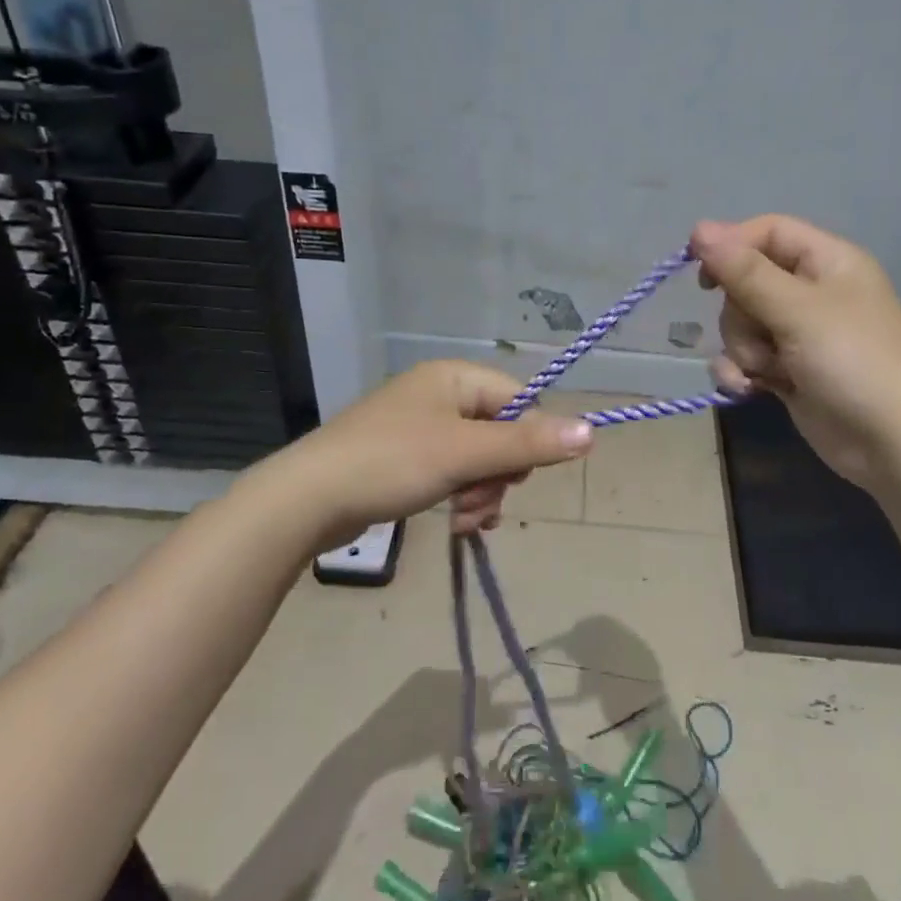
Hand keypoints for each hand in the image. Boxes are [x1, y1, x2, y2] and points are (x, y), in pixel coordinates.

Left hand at [272, 360, 593, 549]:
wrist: (307, 499)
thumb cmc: (391, 463)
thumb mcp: (465, 453)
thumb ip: (529, 443)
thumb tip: (592, 431)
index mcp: (455, 377)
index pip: (520, 400)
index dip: (528, 441)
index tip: (516, 479)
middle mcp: (441, 394)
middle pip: (501, 432)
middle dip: (499, 475)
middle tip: (478, 502)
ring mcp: (421, 426)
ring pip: (479, 458)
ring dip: (481, 492)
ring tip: (463, 520)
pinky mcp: (406, 457)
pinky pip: (454, 472)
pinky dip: (460, 496)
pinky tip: (455, 523)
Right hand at [692, 215, 900, 489]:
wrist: (893, 445)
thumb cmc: (853, 362)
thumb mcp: (797, 310)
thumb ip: (745, 271)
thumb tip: (699, 228)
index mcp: (828, 262)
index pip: (768, 232)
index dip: (731, 245)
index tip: (699, 270)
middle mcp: (812, 292)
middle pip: (746, 281)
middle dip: (740, 313)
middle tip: (761, 335)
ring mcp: (799, 334)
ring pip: (741, 323)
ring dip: (743, 348)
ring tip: (767, 371)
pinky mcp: (788, 370)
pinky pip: (746, 357)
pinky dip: (742, 372)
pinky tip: (749, 390)